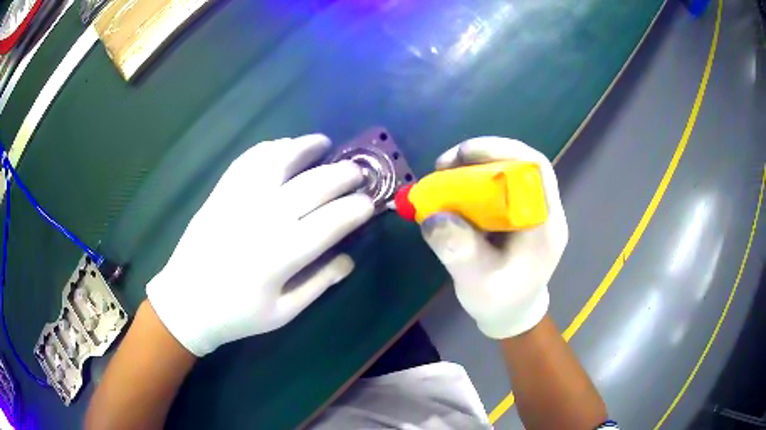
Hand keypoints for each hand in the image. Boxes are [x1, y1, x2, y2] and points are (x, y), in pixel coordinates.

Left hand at [146, 134, 373, 355]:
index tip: (370, 204)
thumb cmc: (237, 315)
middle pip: (313, 185)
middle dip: (343, 174)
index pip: (332, 222)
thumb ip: (319, 283)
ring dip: (305, 147)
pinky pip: (248, 160)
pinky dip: (270, 148)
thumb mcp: (283, 313)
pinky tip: (283, 147)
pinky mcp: (221, 192)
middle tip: (358, 173)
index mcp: (281, 255)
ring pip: (279, 160)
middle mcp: (263, 219)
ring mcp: (238, 200)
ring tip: (323, 143)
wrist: (186, 302)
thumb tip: (349, 260)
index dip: (356, 209)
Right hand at [420, 137, 567, 338]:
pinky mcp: (519, 214)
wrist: (512, 315)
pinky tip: (455, 192)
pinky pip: (500, 186)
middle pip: (521, 163)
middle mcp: (544, 210)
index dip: (501, 151)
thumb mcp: (476, 282)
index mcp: (545, 224)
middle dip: (481, 156)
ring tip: (445, 176)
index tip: (461, 156)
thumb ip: (458, 250)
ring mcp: (532, 210)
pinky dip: (475, 182)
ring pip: (509, 171)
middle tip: (445, 165)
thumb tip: (432, 216)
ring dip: (476, 167)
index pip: (535, 168)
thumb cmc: (500, 303)